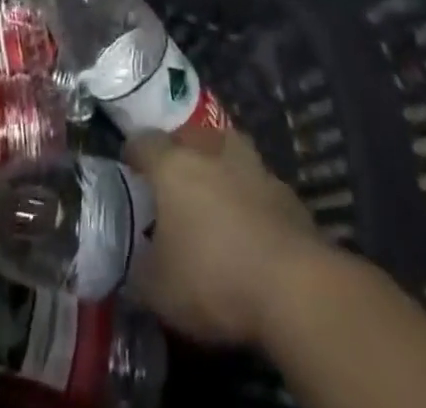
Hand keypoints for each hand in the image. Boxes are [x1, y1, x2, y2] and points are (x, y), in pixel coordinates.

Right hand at [123, 127, 320, 347]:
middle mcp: (211, 150)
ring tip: (213, 198)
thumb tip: (134, 260)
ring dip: (217, 167)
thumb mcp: (157, 289)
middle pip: (187, 137)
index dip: (132, 156)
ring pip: (227, 152)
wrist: (294, 286)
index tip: (130, 173)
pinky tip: (250, 226)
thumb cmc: (213, 277)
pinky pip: (256, 183)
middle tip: (172, 185)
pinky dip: (249, 196)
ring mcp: (253, 166)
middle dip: (178, 155)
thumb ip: (138, 267)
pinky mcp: (285, 191)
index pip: (143, 142)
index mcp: (172, 164)